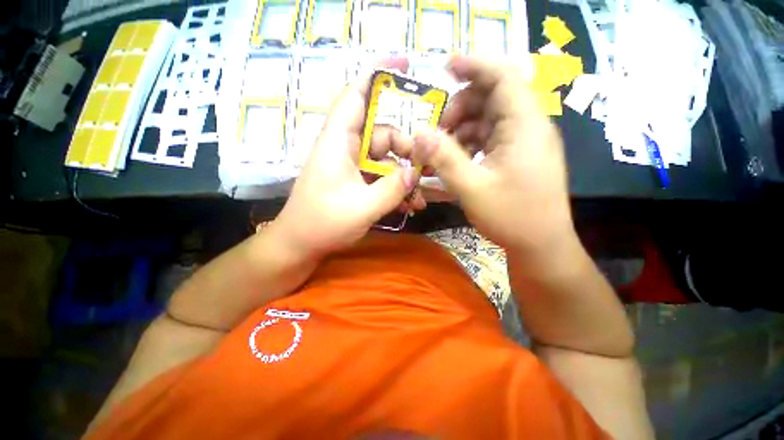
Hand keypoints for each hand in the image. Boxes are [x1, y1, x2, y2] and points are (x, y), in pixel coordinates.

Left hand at [274, 58, 423, 258]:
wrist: (300, 245)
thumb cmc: (323, 224)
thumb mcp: (363, 207)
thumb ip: (393, 189)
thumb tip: (416, 174)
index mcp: (338, 142)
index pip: (356, 96)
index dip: (379, 77)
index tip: (407, 69)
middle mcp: (345, 148)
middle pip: (382, 134)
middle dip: (406, 150)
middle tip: (425, 169)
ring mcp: (351, 167)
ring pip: (385, 160)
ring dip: (404, 176)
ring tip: (420, 198)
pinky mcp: (356, 182)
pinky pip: (381, 177)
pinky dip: (396, 189)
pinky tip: (409, 206)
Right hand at [412, 56, 575, 256]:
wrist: (540, 245)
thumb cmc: (511, 217)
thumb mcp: (471, 188)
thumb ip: (444, 158)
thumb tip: (419, 134)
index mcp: (525, 126)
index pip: (502, 77)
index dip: (474, 65)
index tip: (445, 67)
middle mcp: (528, 127)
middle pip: (491, 98)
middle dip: (459, 110)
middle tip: (436, 134)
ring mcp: (524, 142)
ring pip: (487, 119)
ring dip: (461, 131)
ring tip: (442, 153)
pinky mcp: (518, 156)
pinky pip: (490, 138)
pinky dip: (470, 144)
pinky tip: (457, 161)